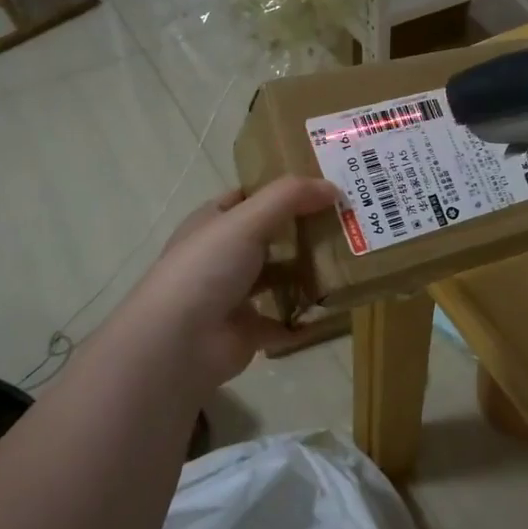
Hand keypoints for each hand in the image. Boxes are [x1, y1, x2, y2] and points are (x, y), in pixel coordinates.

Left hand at [113, 176, 342, 394]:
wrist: (179, 343)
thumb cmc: (207, 268)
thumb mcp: (247, 219)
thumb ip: (290, 197)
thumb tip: (333, 186)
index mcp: (213, 223)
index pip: (249, 197)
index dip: (281, 189)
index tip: (322, 185)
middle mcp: (222, 255)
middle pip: (269, 236)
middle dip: (303, 229)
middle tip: (347, 221)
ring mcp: (234, 294)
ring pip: (278, 277)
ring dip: (307, 272)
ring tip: (348, 260)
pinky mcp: (248, 330)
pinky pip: (285, 320)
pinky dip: (306, 317)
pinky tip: (335, 307)